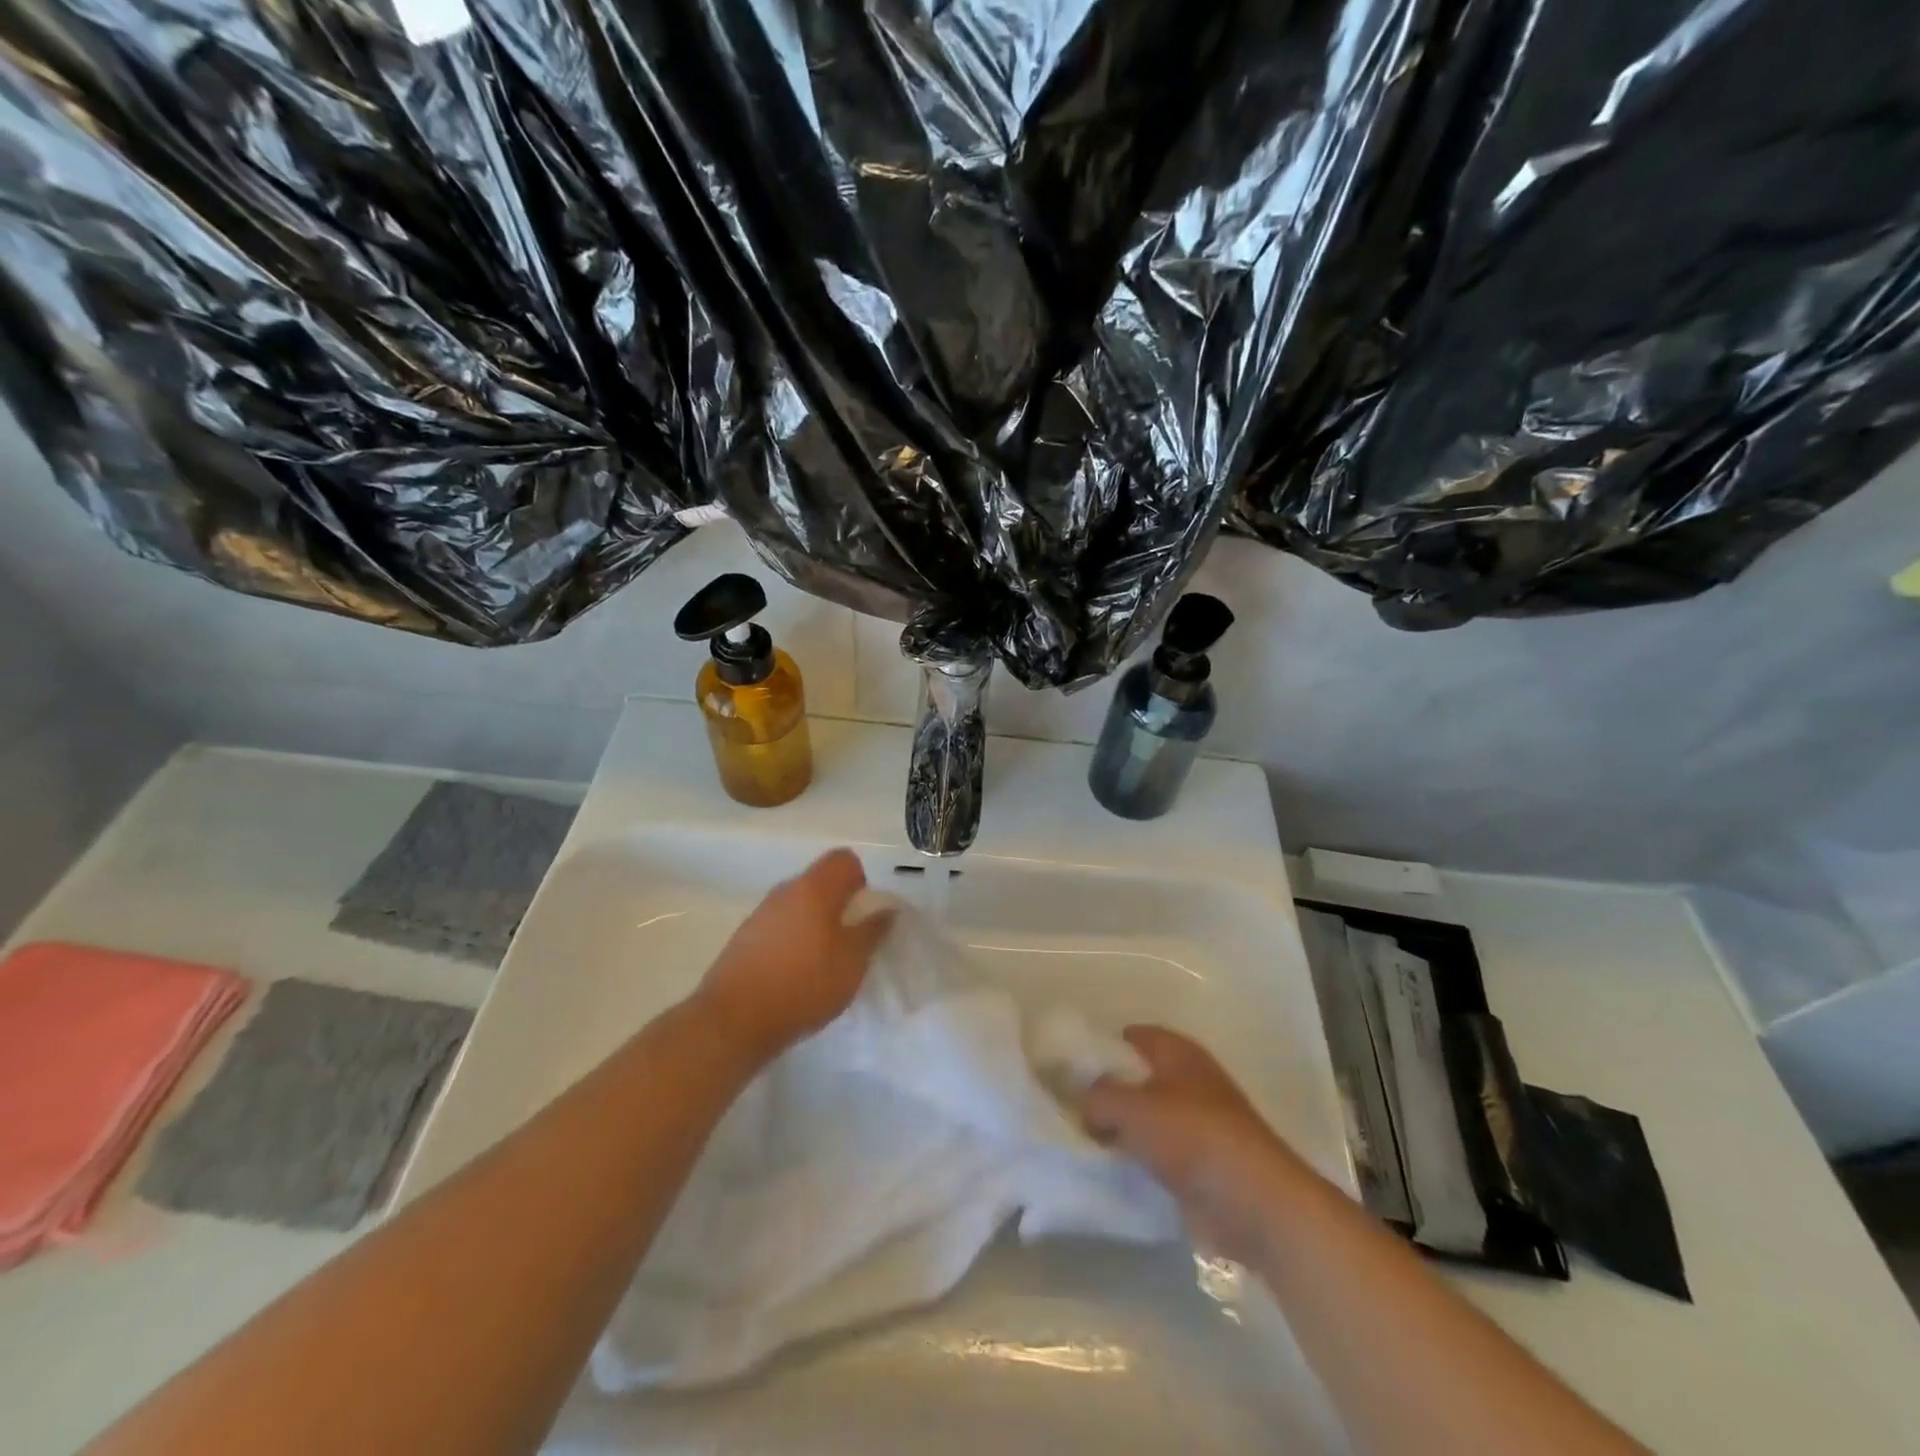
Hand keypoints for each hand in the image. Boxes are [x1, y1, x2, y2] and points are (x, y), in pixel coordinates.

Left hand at [693, 848, 893, 1065]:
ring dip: (815, 927)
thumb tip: (887, 909)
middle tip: (850, 944)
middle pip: (820, 883)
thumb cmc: (804, 984)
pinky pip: (779, 929)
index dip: (860, 881)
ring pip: (798, 907)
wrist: (734, 1020)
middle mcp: (784, 892)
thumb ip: (873, 931)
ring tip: (823, 965)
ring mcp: (760, 915)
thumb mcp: (852, 961)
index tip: (864, 914)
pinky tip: (795, 977)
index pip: (843, 859)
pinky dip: (793, 944)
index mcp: (814, 888)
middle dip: (839, 907)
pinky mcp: (744, 940)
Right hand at [1081, 1026, 1313, 1264]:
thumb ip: (1096, 1097)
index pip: (1130, 1036)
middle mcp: (1188, 1080)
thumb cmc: (1192, 1136)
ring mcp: (1197, 1123)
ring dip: (1120, 1131)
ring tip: (1081, 1143)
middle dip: (1106, 1092)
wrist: (1255, 1203)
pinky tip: (1110, 1173)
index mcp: (1177, 1051)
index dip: (1098, 1048)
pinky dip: (1138, 1161)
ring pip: (1146, 1119)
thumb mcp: (1131, 1107)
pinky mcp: (1201, 1164)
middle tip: (1068, 1109)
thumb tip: (1082, 1104)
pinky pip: (1158, 1154)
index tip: (1067, 1070)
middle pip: (1136, 1078)